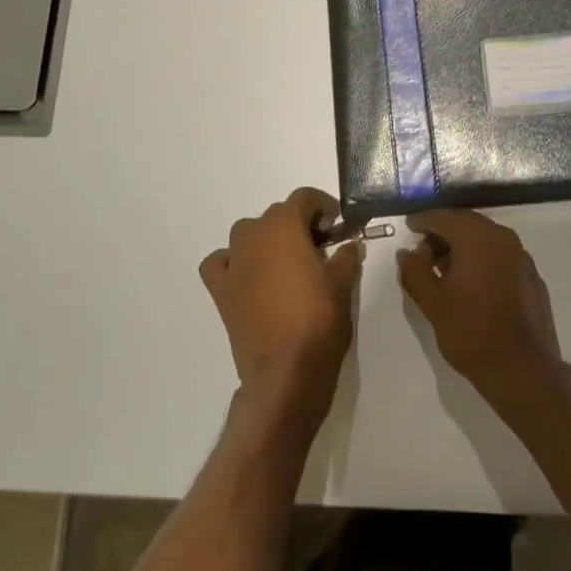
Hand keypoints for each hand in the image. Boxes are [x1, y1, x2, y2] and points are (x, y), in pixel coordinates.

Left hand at [200, 188, 363, 432]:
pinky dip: (231, 261)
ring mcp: (234, 262)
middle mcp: (254, 235)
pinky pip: (219, 262)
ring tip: (286, 262)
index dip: (323, 206)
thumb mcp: (343, 285)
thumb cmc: (319, 321)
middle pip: (276, 214)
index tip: (338, 225)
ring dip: (266, 238)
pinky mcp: (220, 290)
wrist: (286, 373)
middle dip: (298, 223)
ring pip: (247, 233)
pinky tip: (248, 275)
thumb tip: (350, 244)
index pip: (304, 197)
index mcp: (285, 226)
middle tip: (320, 247)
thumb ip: (347, 257)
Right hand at [396, 210, 561, 396]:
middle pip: (465, 224)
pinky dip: (482, 260)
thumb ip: (415, 271)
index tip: (408, 228)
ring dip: (462, 248)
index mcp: (476, 236)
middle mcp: (502, 237)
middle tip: (422, 253)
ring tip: (443, 271)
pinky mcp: (531, 275)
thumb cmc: (470, 332)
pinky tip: (471, 284)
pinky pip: (500, 256)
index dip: (422, 221)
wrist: (522, 369)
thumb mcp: (432, 302)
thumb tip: (406, 252)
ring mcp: (521, 255)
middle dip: (442, 234)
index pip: (443, 217)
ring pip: (484, 239)